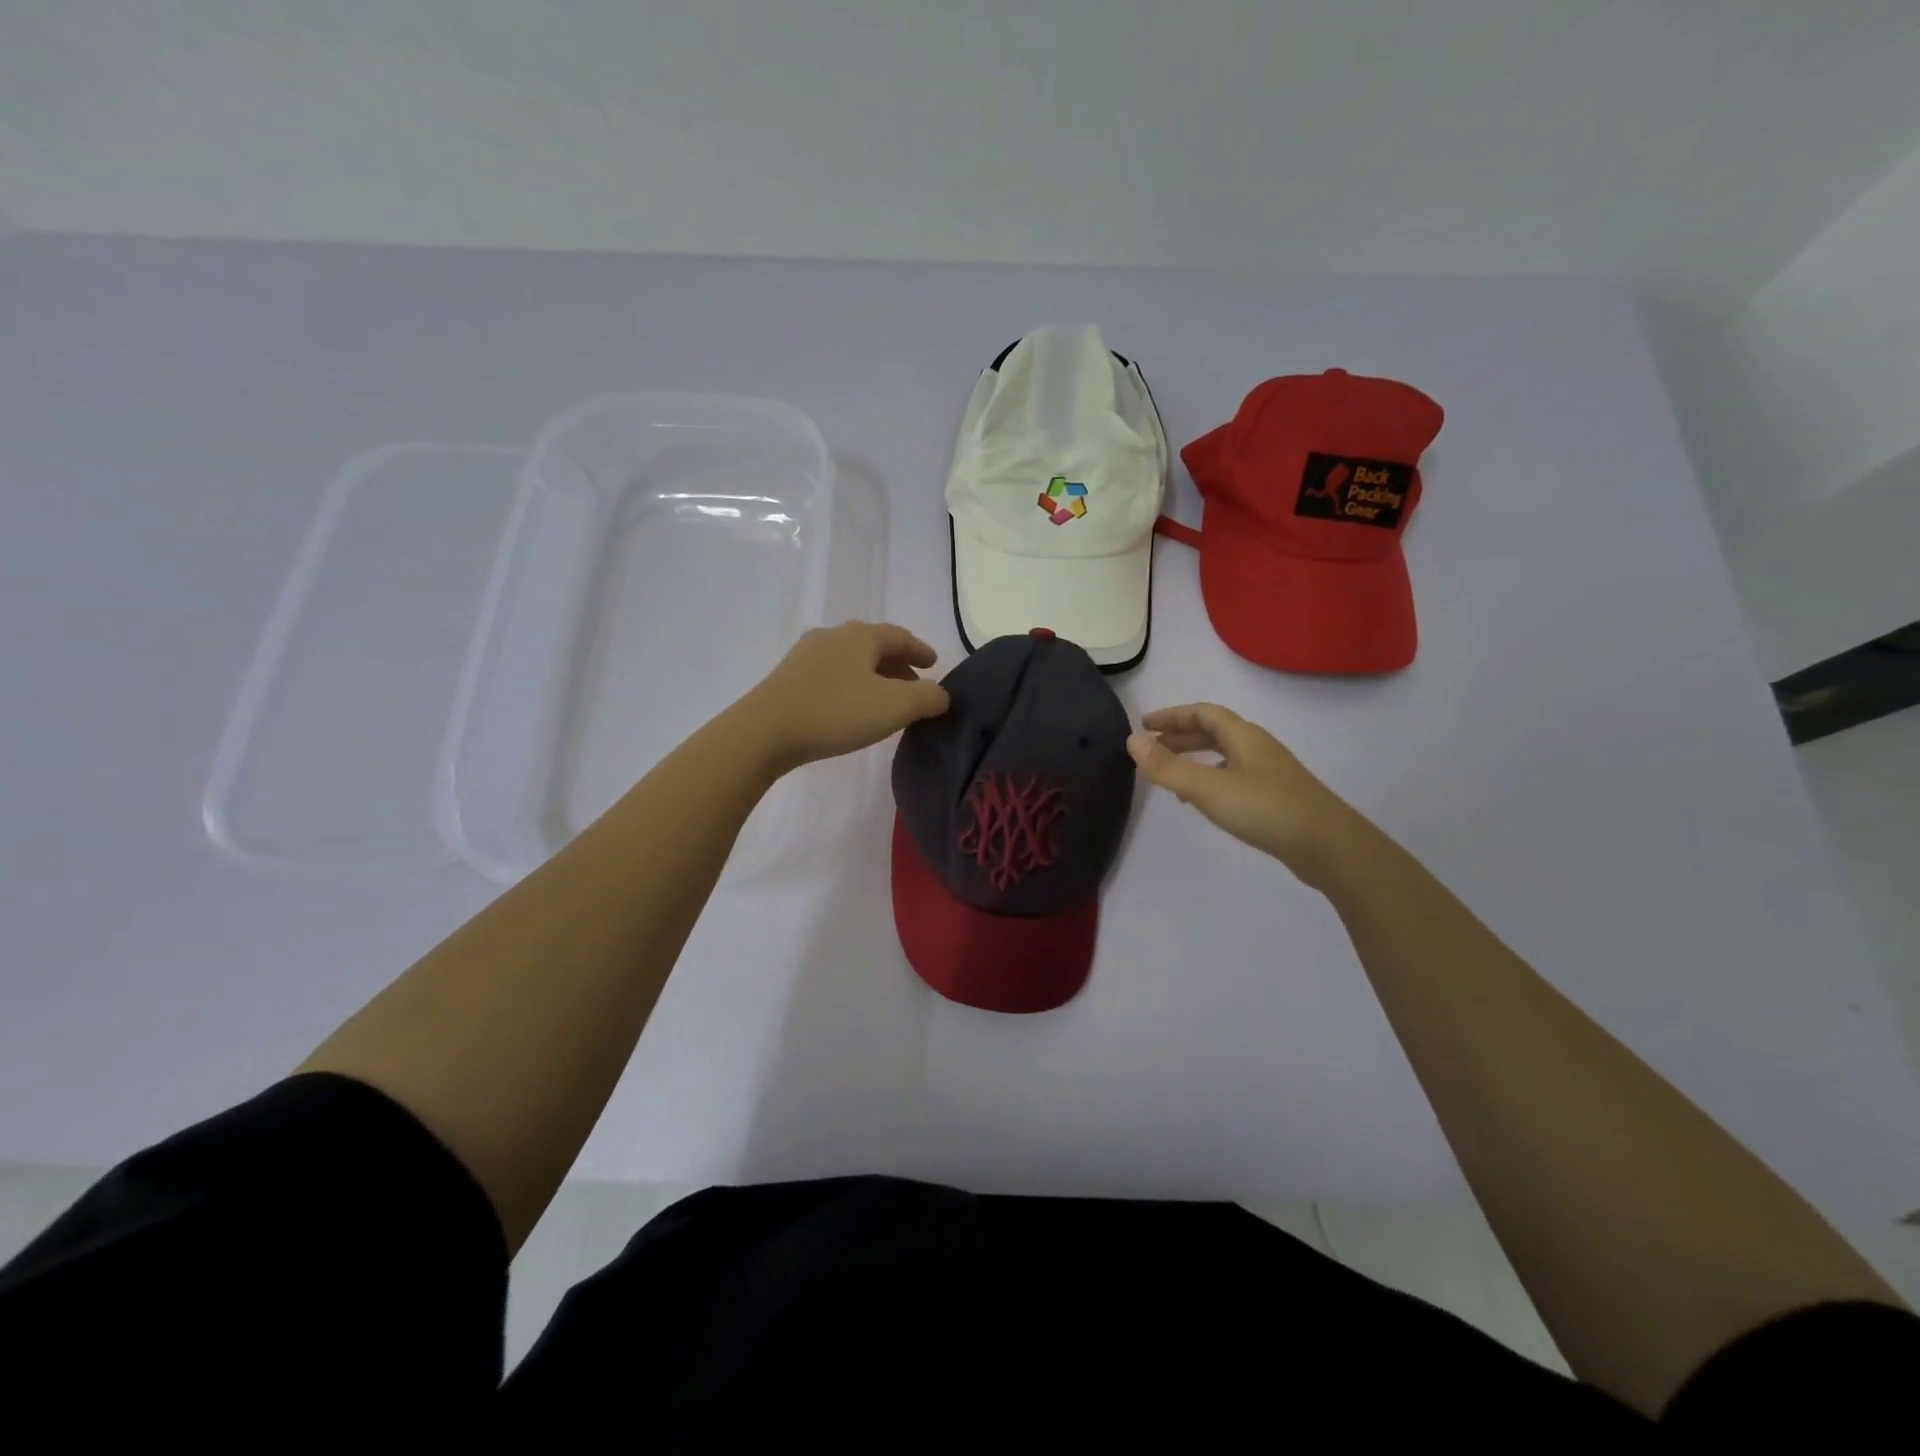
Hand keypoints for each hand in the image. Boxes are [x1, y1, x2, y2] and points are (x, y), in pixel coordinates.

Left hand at [739, 621, 949, 772]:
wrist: (765, 731)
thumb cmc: (836, 712)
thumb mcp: (895, 707)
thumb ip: (928, 698)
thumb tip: (942, 694)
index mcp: (861, 636)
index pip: (900, 636)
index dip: (920, 650)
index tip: (934, 664)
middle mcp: (833, 636)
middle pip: (874, 646)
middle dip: (897, 664)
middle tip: (915, 685)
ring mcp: (806, 655)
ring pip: (851, 660)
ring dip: (873, 676)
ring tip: (885, 700)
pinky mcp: (788, 677)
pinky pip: (832, 674)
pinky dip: (851, 684)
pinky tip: (851, 707)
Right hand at [1128, 703, 1361, 888]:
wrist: (1328, 847)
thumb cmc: (1265, 809)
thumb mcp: (1208, 788)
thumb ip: (1168, 767)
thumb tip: (1132, 741)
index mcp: (1243, 736)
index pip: (1203, 713)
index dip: (1172, 716)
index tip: (1144, 725)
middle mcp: (1257, 748)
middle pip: (1214, 732)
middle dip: (1180, 736)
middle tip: (1150, 749)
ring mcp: (1268, 773)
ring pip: (1224, 755)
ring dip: (1194, 758)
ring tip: (1168, 774)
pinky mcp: (1274, 797)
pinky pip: (1233, 777)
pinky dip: (1209, 780)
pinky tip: (1201, 802)